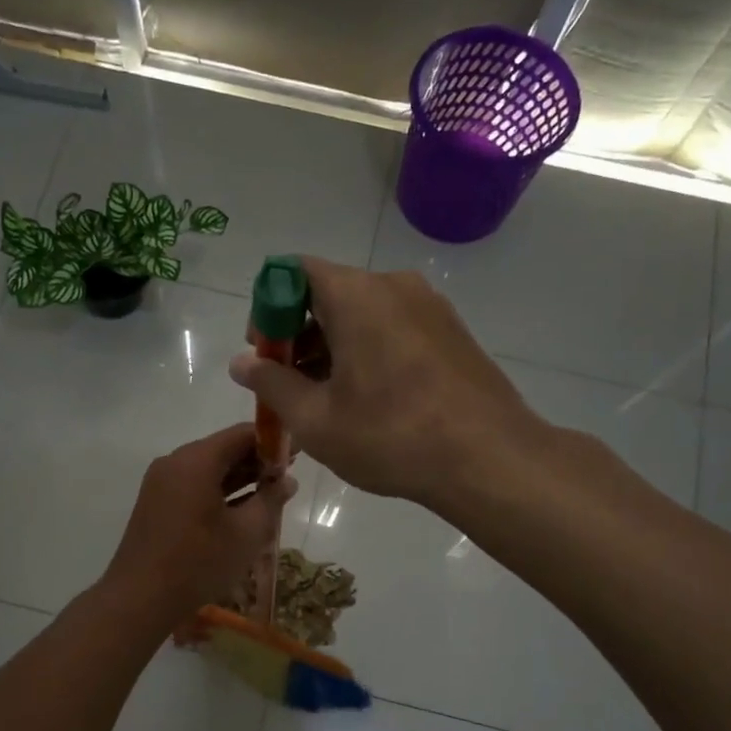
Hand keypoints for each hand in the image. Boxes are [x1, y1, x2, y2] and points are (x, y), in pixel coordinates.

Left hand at [101, 423, 295, 621]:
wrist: (139, 598)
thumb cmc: (198, 562)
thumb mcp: (246, 533)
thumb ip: (271, 500)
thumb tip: (287, 480)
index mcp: (196, 461)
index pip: (241, 434)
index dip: (272, 442)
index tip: (297, 455)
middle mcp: (175, 462)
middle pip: (223, 449)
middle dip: (256, 461)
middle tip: (287, 478)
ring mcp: (161, 482)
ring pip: (208, 469)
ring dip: (239, 478)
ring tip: (270, 496)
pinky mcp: (155, 502)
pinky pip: (193, 485)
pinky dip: (218, 491)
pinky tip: (240, 511)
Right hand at [228, 258, 542, 509]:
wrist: (489, 459)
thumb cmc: (391, 436)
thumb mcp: (316, 418)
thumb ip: (271, 383)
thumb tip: (241, 362)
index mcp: (356, 294)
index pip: (293, 272)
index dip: (267, 308)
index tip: (264, 354)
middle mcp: (394, 286)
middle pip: (328, 293)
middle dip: (297, 335)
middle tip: (288, 386)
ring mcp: (430, 307)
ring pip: (363, 314)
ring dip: (332, 348)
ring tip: (325, 402)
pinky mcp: (451, 332)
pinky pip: (393, 329)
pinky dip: (367, 353)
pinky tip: (367, 401)